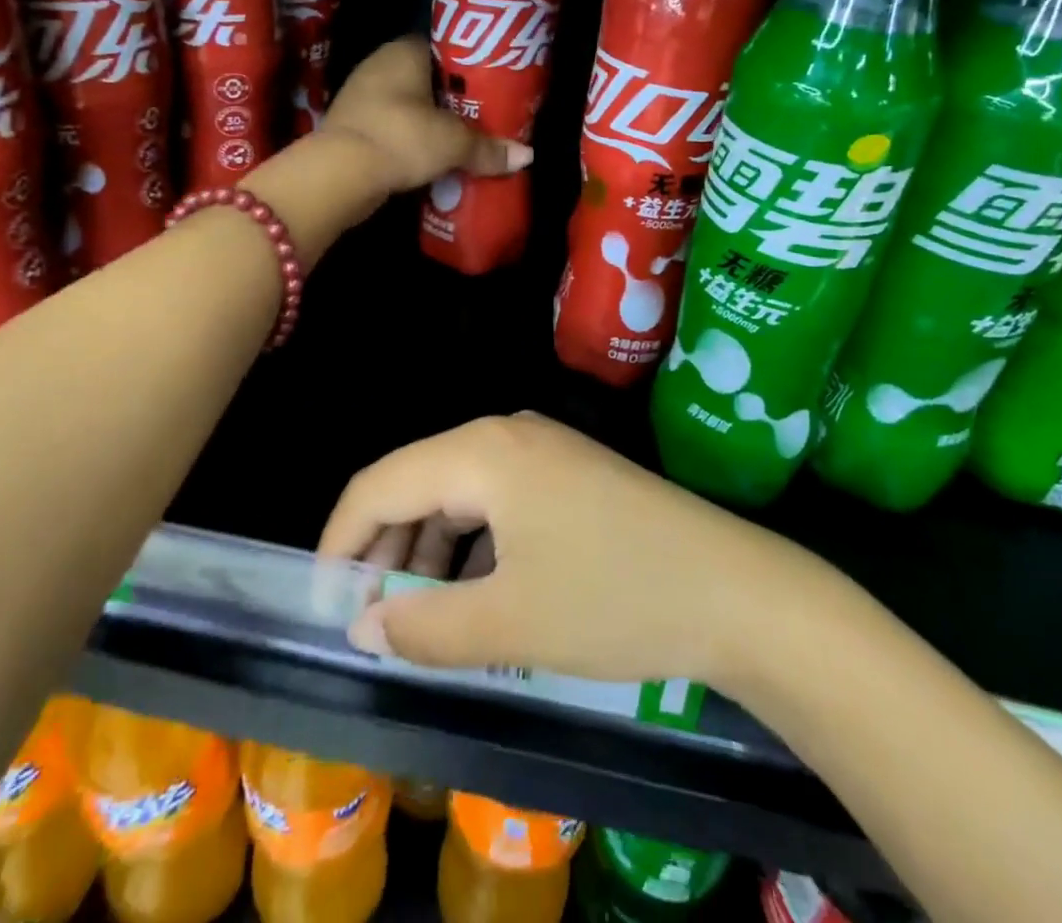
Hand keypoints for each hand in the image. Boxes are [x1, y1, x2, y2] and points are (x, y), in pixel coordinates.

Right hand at [318, 413, 810, 686]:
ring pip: (457, 493)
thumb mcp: (509, 624)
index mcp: (481, 452)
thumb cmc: (614, 599)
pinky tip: (477, 593)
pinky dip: (471, 546)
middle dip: (385, 551)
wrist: (737, 590)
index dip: (341, 543)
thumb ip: (422, 627)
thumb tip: (361, 628)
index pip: (379, 485)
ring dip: (429, 552)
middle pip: (416, 483)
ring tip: (422, 618)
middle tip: (372, 621)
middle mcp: (505, 433)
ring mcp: (542, 449)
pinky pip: (496, 501)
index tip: (325, 606)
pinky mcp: (568, 473)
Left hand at [323, 36, 530, 195]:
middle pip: (427, 78)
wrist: (340, 173)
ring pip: (409, 105)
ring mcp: (361, 97)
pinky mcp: (353, 128)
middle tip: (484, 115)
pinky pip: (393, 128)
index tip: (491, 83)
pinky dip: (411, 140)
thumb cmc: (402, 137)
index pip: (442, 46)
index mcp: (403, 52)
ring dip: (431, 122)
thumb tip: (526, 156)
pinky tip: (432, 157)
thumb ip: (488, 148)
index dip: (468, 63)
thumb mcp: (453, 143)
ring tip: (464, 139)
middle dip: (453, 98)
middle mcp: (379, 66)